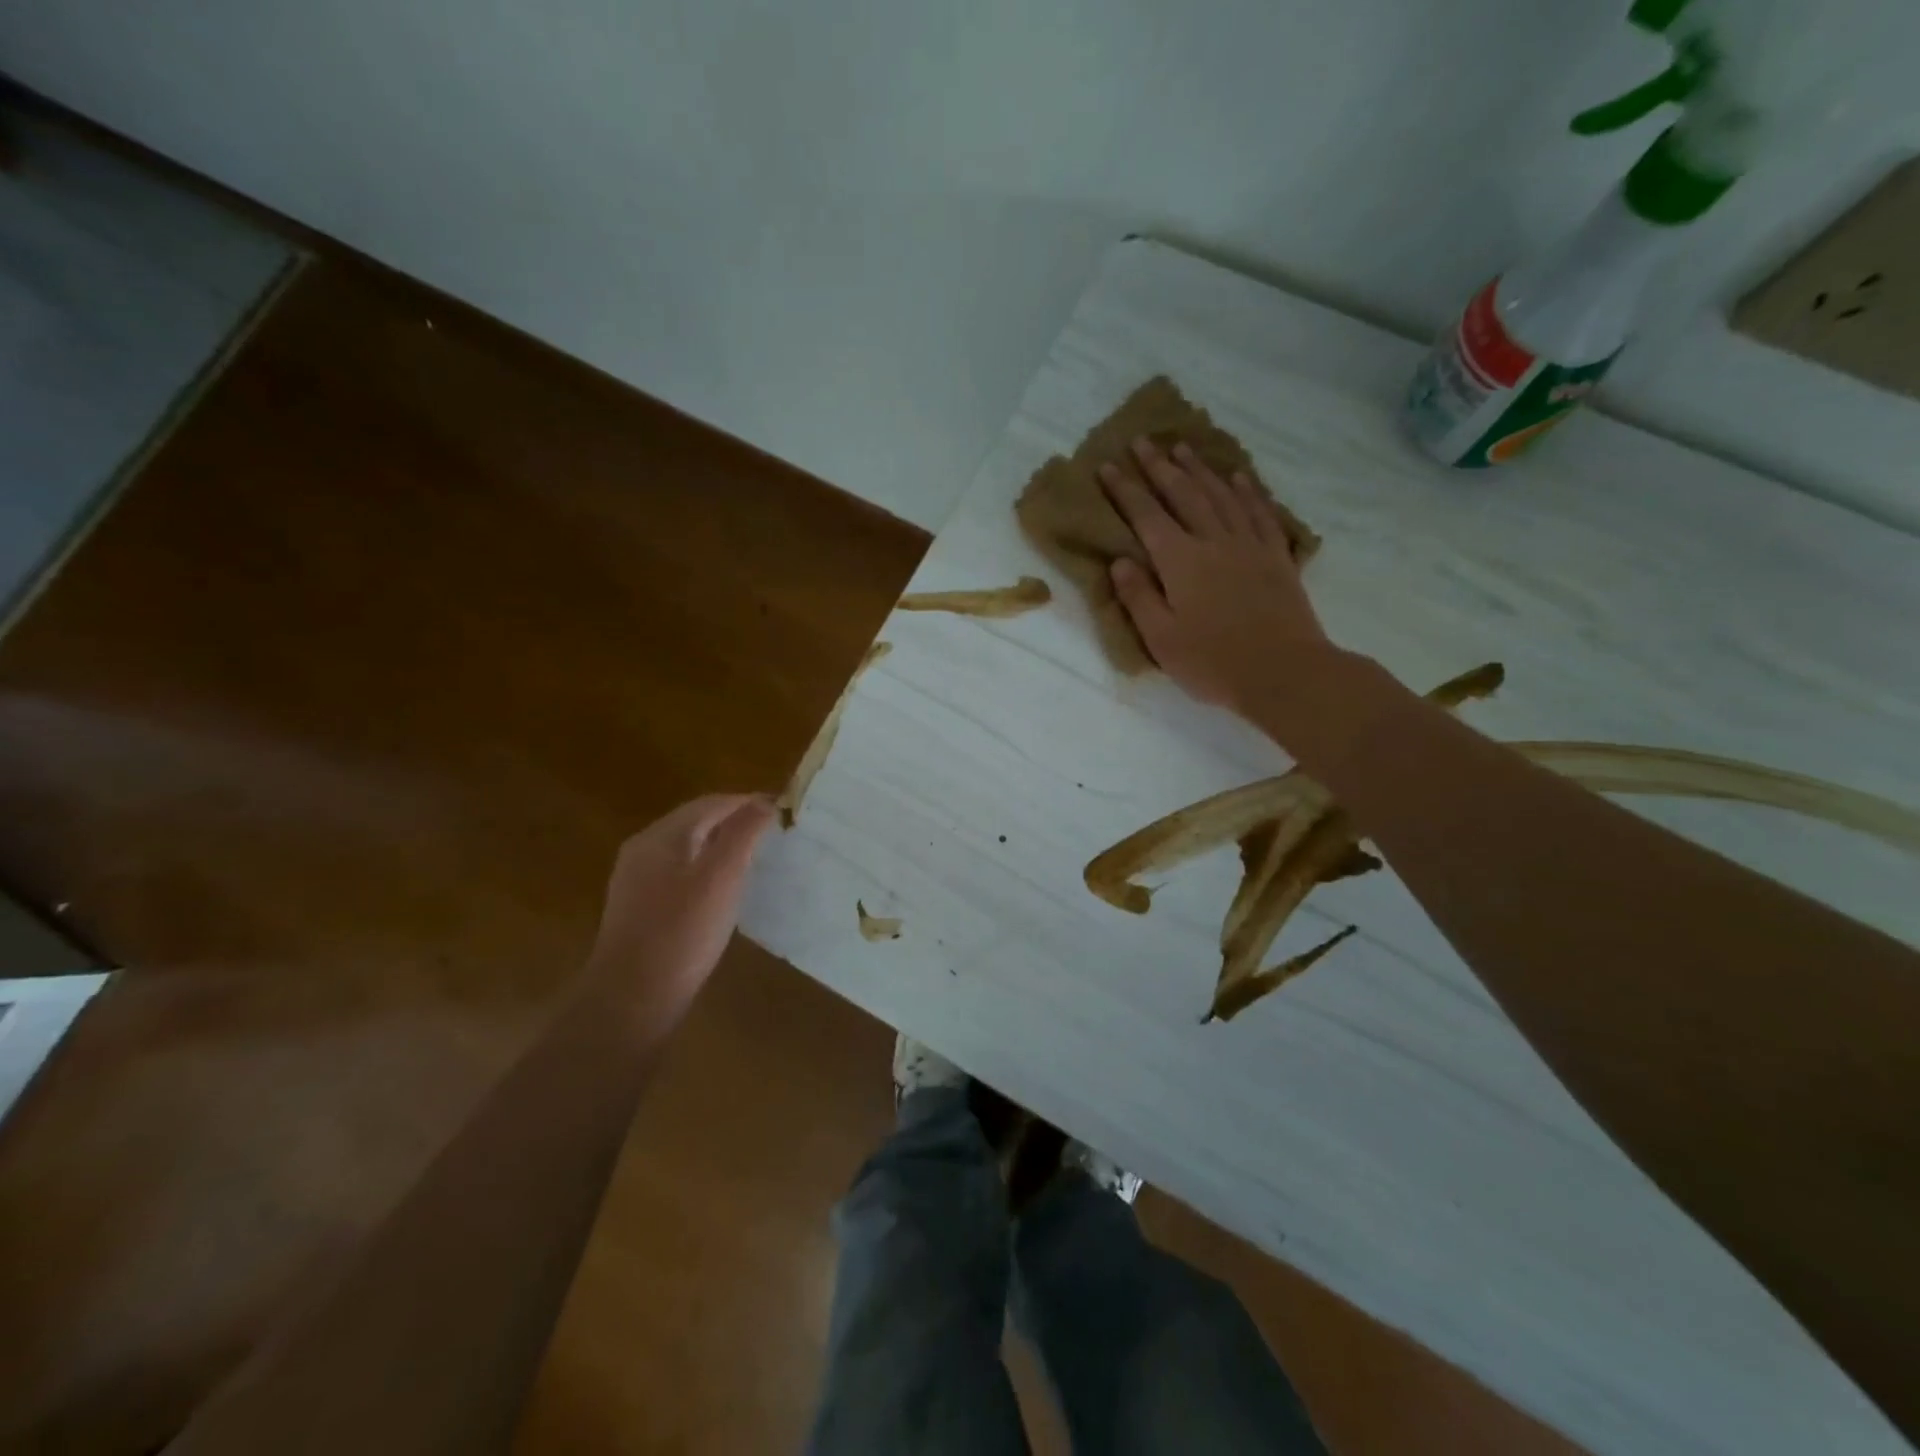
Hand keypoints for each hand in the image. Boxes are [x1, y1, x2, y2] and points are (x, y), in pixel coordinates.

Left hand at [585, 794, 775, 1025]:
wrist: (631, 1000)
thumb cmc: (682, 933)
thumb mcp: (721, 878)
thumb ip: (743, 835)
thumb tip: (764, 802)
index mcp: (661, 837)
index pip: (712, 803)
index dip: (748, 802)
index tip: (783, 809)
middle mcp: (644, 849)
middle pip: (696, 821)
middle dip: (735, 820)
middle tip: (773, 830)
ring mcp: (637, 879)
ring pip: (688, 847)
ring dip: (722, 843)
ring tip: (756, 855)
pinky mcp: (640, 907)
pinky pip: (680, 871)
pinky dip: (707, 867)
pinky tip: (724, 888)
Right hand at [1100, 437, 1330, 715]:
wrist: (1284, 671)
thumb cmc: (1213, 662)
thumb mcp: (1161, 639)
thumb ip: (1139, 597)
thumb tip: (1120, 561)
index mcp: (1180, 562)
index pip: (1146, 516)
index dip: (1125, 490)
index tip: (1108, 465)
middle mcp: (1214, 541)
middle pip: (1183, 494)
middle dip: (1159, 466)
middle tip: (1142, 441)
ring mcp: (1249, 545)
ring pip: (1221, 495)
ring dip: (1200, 469)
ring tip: (1183, 448)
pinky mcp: (1276, 556)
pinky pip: (1260, 512)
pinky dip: (1247, 490)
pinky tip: (1238, 477)